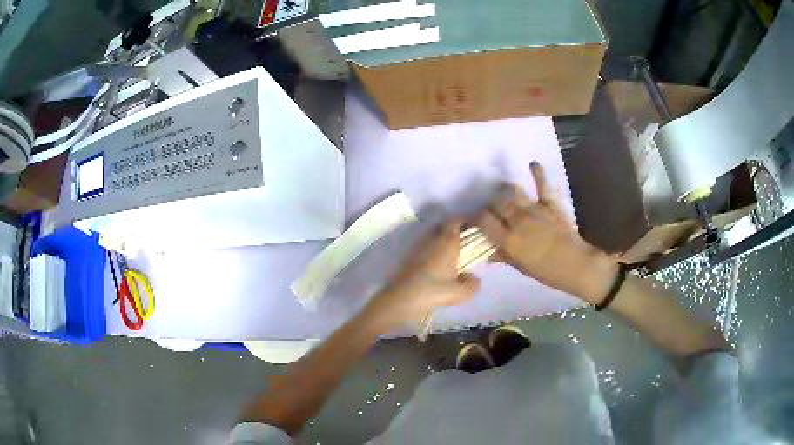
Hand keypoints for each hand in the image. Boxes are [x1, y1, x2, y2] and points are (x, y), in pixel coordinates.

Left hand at [362, 221, 480, 331]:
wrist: (402, 298)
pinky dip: (431, 250)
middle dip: (453, 229)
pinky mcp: (408, 256)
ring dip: (441, 240)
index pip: (456, 220)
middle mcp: (432, 238)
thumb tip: (473, 278)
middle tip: (463, 241)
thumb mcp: (461, 292)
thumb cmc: (434, 291)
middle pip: (443, 225)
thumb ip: (472, 284)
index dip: (465, 221)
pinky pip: (424, 246)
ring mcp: (418, 246)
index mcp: (447, 241)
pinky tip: (436, 265)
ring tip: (450, 255)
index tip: (474, 228)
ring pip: (432, 235)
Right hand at [476, 162, 617, 304]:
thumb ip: (503, 255)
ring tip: (504, 194)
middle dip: (490, 206)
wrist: (575, 264)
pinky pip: (542, 184)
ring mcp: (534, 209)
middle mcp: (517, 220)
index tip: (475, 220)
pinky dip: (537, 172)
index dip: (476, 218)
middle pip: (495, 203)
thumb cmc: (546, 271)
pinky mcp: (550, 203)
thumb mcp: (520, 266)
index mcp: (508, 239)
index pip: (483, 220)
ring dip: (505, 191)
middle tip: (491, 211)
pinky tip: (532, 164)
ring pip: (512, 192)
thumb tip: (488, 252)